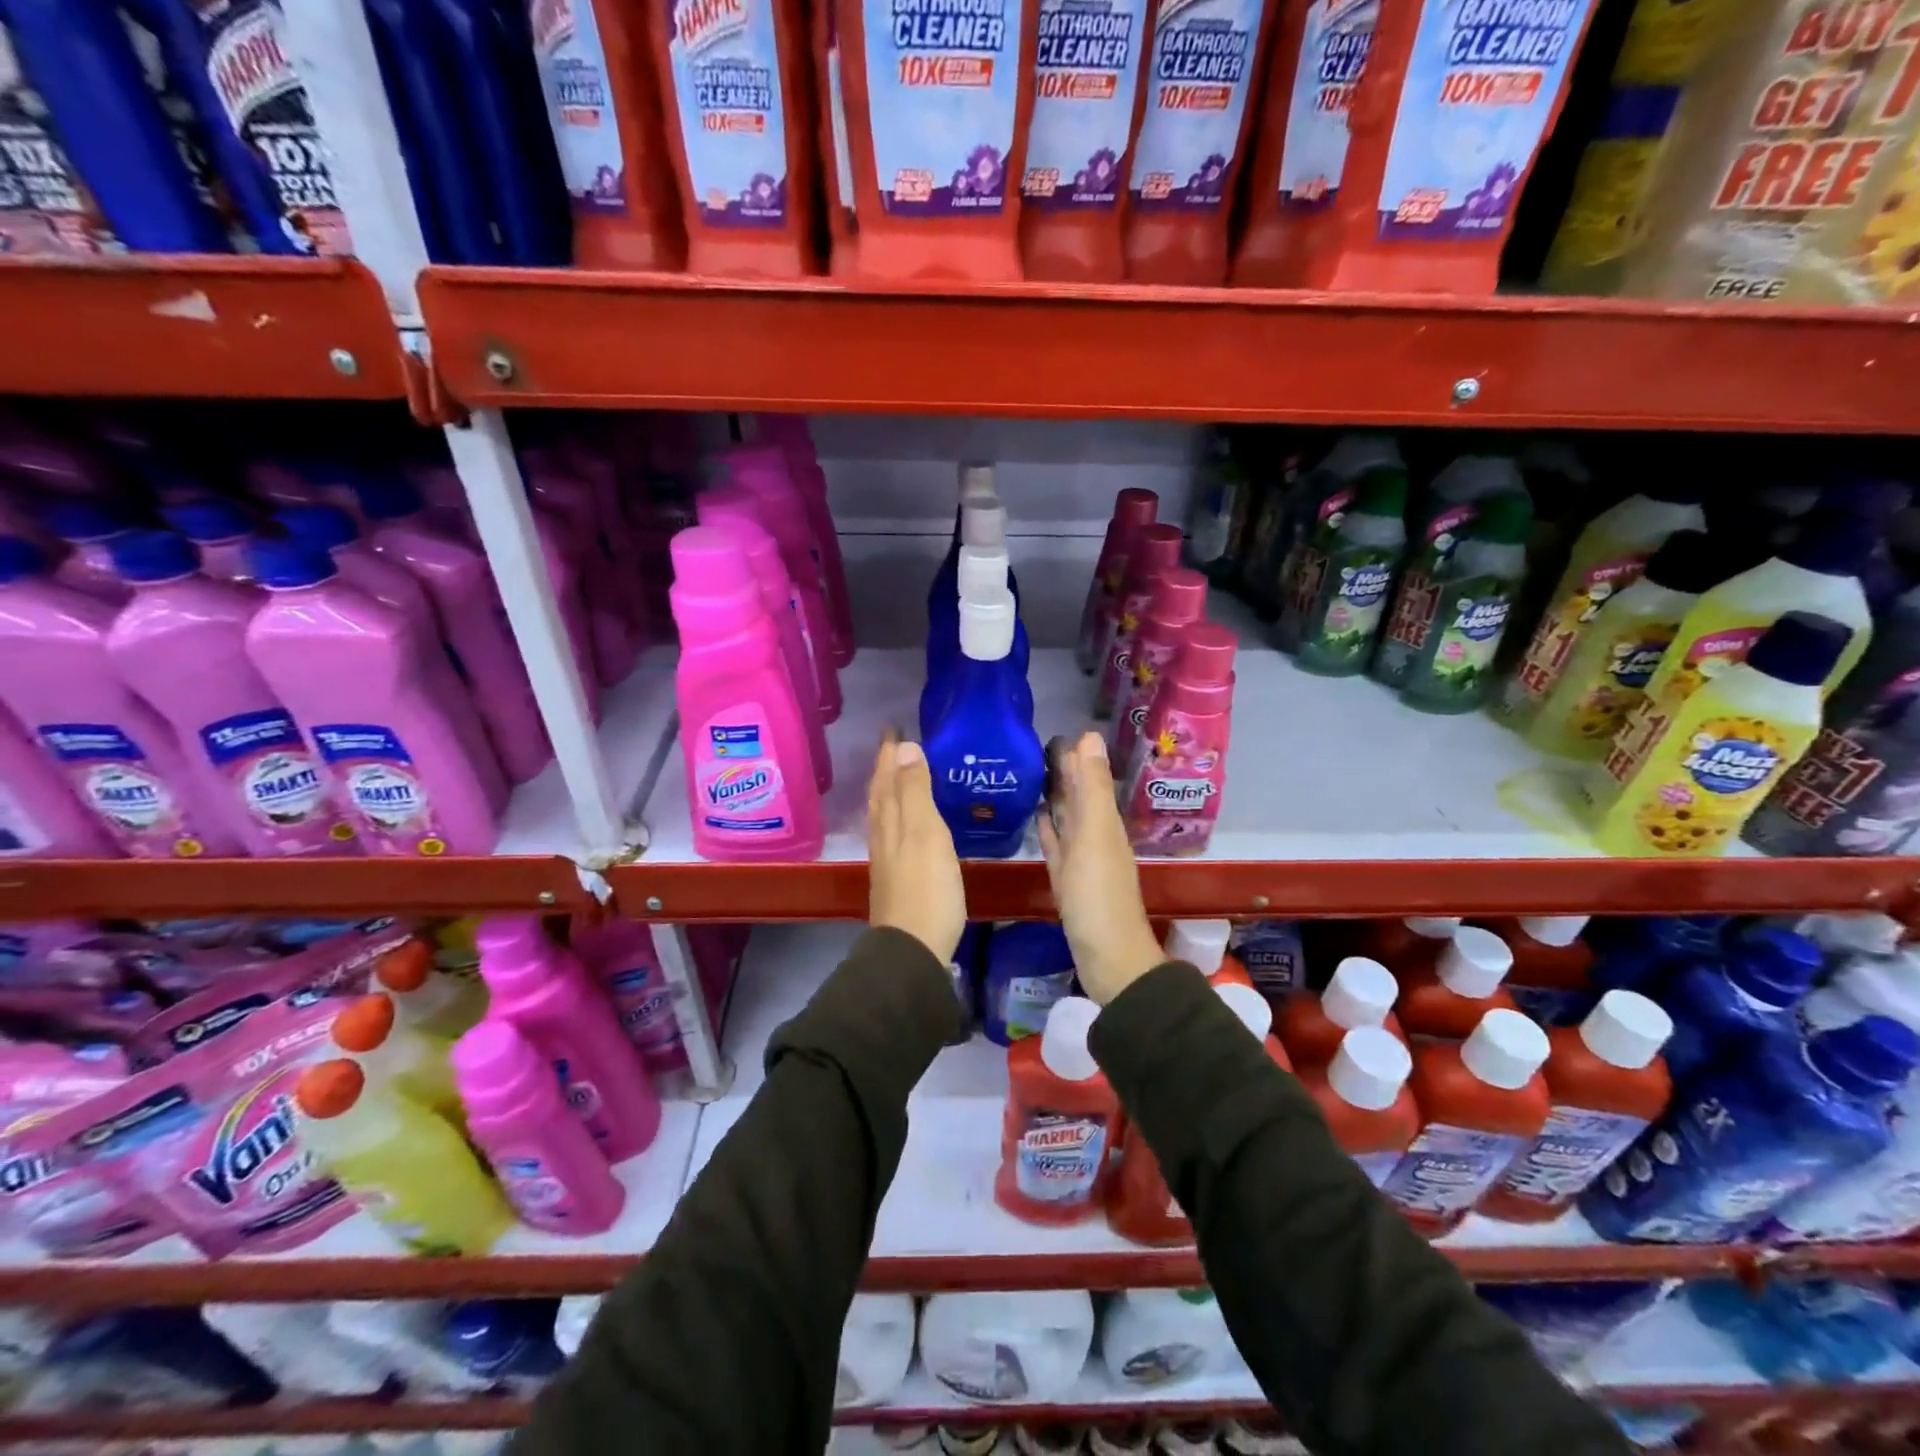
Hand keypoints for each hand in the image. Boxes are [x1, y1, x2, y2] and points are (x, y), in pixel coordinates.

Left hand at [867, 730, 965, 965]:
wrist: (912, 948)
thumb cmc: (926, 888)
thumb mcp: (925, 833)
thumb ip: (915, 792)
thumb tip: (904, 748)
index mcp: (891, 820)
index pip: (886, 777)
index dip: (889, 753)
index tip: (892, 728)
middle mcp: (883, 835)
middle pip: (881, 794)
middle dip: (886, 768)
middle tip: (894, 745)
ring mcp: (887, 859)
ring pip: (884, 813)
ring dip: (889, 790)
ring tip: (898, 775)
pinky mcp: (897, 878)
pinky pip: (892, 832)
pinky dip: (896, 815)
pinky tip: (905, 824)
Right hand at [1037, 732, 1164, 1004]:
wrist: (1107, 956)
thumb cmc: (1097, 893)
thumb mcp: (1094, 834)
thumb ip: (1091, 787)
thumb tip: (1090, 735)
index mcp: (1103, 821)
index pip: (1088, 777)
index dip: (1074, 755)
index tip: (1051, 732)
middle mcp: (1095, 834)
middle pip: (1077, 795)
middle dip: (1062, 771)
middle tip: (1033, 748)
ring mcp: (1081, 857)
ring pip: (1067, 817)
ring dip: (1053, 796)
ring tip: (1030, 774)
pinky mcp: (1067, 878)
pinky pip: (1057, 843)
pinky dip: (1049, 827)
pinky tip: (1037, 816)